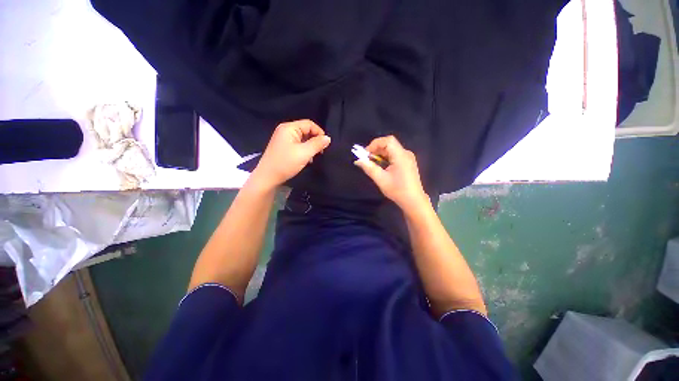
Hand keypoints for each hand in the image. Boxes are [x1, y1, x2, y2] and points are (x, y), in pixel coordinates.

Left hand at [251, 119, 330, 188]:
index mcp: (289, 128)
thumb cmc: (286, 163)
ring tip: (313, 157)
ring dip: (310, 146)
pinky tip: (306, 159)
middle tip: (320, 152)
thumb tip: (328, 138)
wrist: (268, 177)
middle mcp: (285, 130)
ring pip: (302, 139)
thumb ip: (317, 144)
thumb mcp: (304, 153)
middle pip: (305, 130)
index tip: (325, 145)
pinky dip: (304, 150)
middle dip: (314, 140)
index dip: (319, 132)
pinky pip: (297, 145)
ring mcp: (283, 139)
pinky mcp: (283, 147)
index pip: (309, 124)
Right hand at [354, 136, 428, 211]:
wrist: (413, 201)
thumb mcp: (381, 179)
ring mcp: (408, 158)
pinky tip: (381, 167)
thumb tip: (358, 161)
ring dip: (380, 154)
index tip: (366, 154)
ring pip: (392, 150)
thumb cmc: (397, 190)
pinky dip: (386, 158)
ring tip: (372, 164)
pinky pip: (395, 156)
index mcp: (401, 156)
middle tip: (367, 159)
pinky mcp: (408, 163)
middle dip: (376, 150)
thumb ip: (369, 168)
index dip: (375, 144)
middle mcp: (406, 154)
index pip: (388, 140)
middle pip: (389, 144)